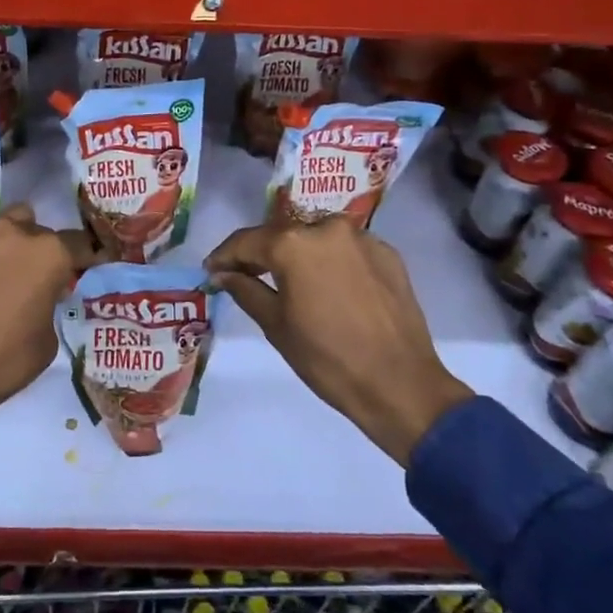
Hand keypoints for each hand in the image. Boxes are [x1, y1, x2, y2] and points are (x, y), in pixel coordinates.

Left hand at [0, 204, 97, 429]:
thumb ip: (49, 305)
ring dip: (12, 249)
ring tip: (9, 279)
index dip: (86, 257)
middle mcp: (13, 234)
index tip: (88, 267)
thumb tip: (39, 297)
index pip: (79, 243)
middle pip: (39, 229)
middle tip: (41, 278)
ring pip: (6, 231)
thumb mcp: (45, 342)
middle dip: (43, 250)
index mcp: (47, 253)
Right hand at [205, 218, 471, 464]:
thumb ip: (245, 290)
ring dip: (299, 253)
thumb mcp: (276, 326)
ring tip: (290, 281)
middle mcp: (327, 228)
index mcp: (294, 244)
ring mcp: (362, 238)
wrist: (400, 385)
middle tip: (246, 275)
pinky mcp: (388, 253)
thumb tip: (222, 273)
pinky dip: (331, 261)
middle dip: (262, 253)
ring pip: (317, 237)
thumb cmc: (327, 359)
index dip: (225, 255)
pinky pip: (347, 249)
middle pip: (283, 234)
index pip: (247, 240)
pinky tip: (328, 288)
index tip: (212, 270)